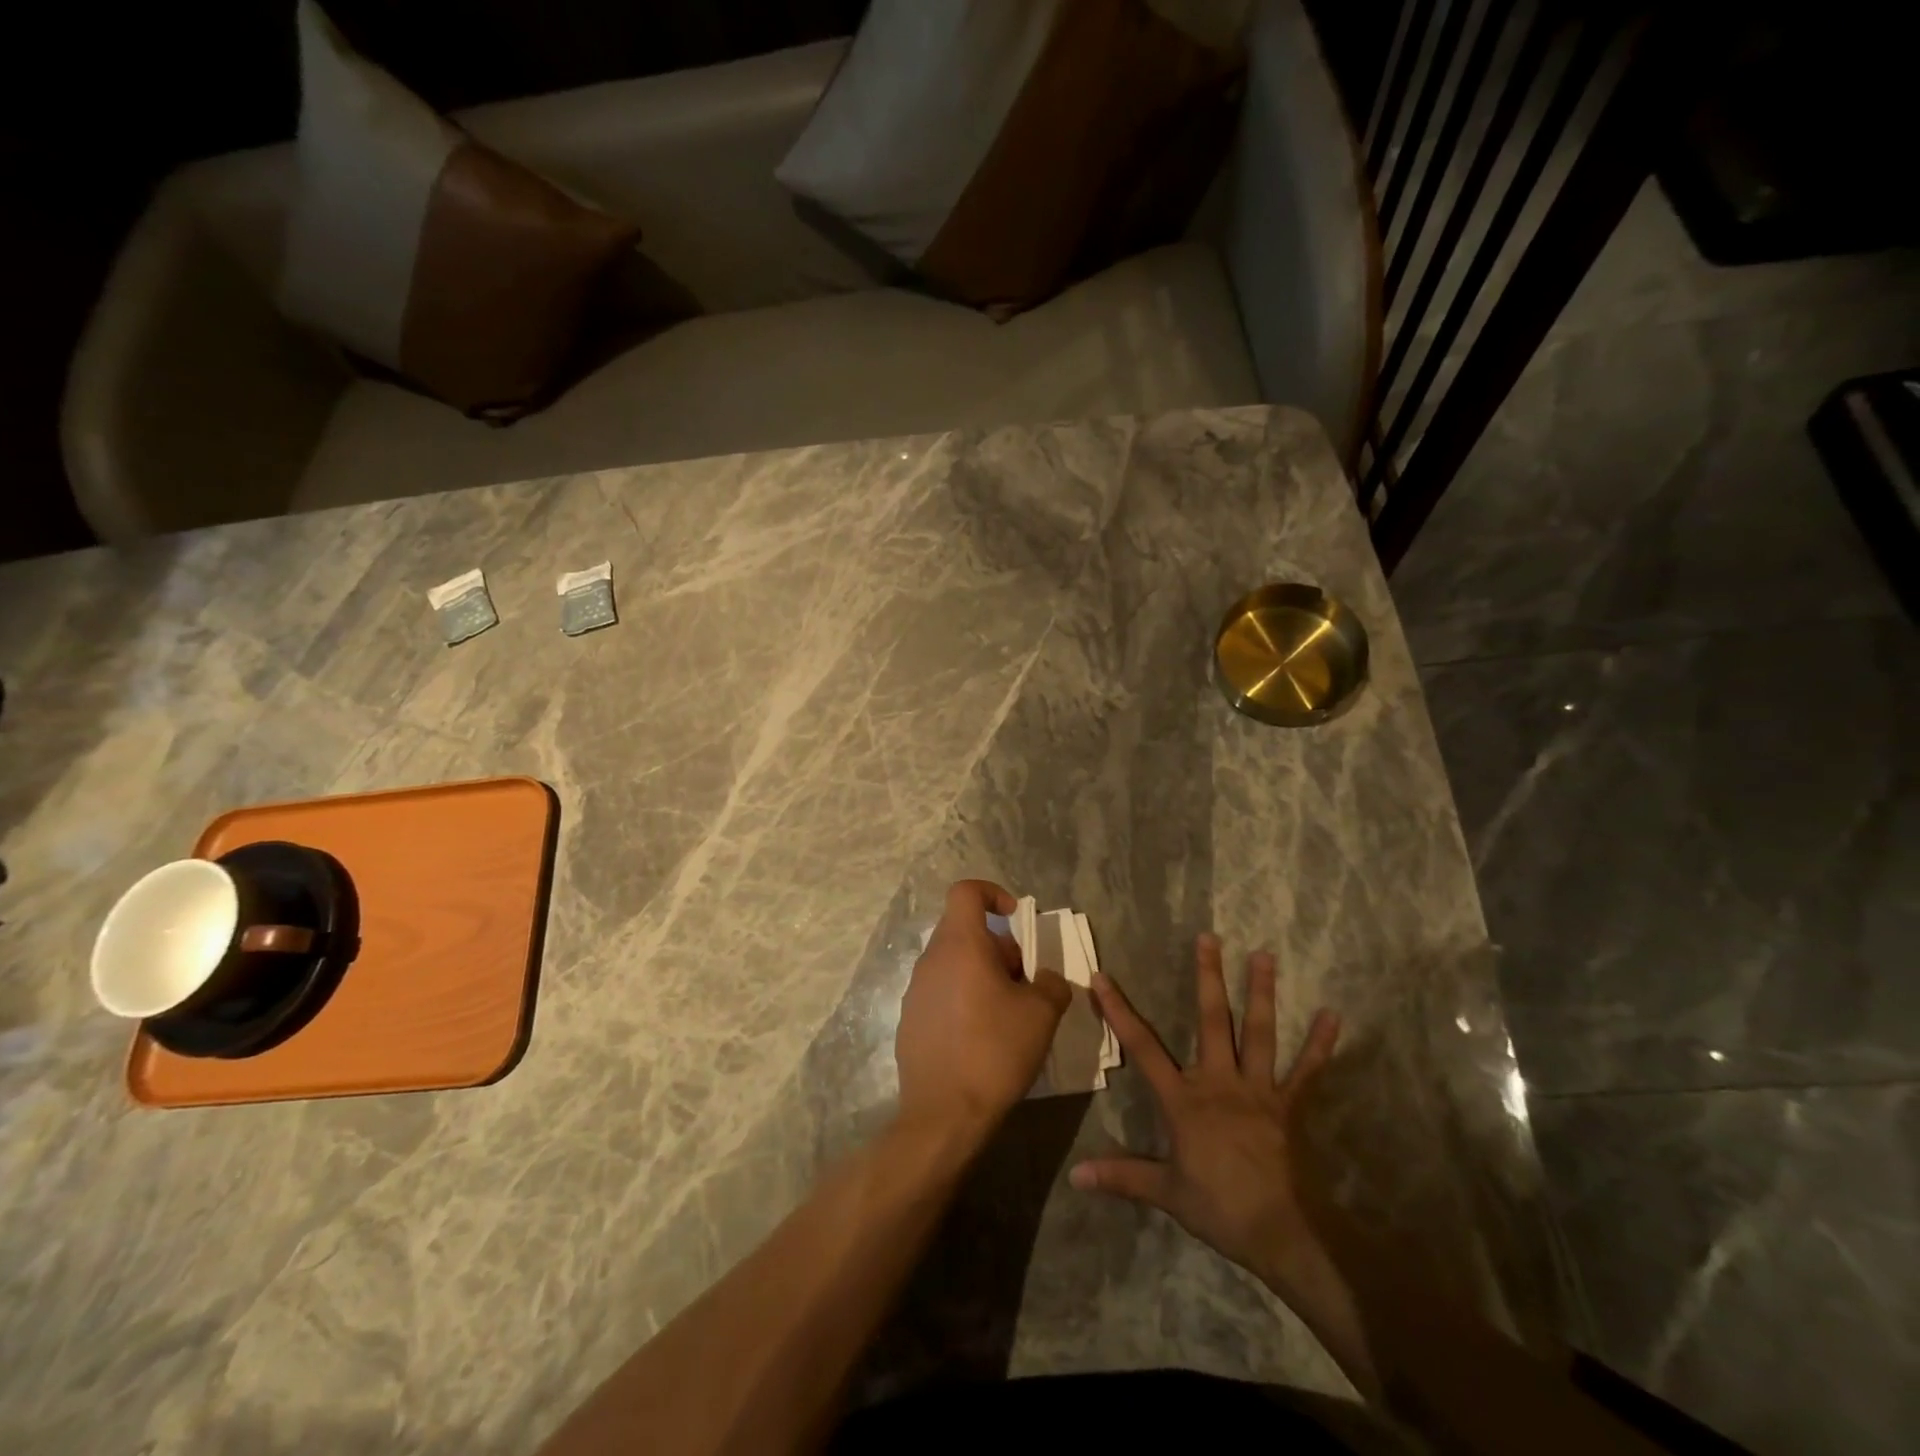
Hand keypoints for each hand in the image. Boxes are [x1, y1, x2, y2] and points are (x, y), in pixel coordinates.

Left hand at [895, 880, 1070, 1139]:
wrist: (944, 1114)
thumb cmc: (995, 1051)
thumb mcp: (1042, 1014)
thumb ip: (1052, 984)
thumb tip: (1048, 979)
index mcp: (960, 945)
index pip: (966, 892)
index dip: (993, 893)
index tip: (1016, 919)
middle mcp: (931, 959)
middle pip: (964, 930)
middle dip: (998, 947)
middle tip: (1024, 981)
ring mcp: (915, 991)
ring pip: (953, 963)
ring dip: (982, 974)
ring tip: (1007, 1012)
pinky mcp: (909, 1020)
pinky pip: (941, 992)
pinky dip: (963, 999)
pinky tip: (981, 1037)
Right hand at [1069, 934, 1341, 1302]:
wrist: (1282, 1233)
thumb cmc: (1219, 1208)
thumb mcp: (1165, 1192)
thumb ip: (1122, 1177)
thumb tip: (1076, 1176)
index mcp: (1184, 1099)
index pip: (1143, 1047)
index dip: (1119, 1011)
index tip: (1102, 978)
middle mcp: (1219, 1082)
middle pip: (1212, 1021)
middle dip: (1208, 977)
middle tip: (1209, 937)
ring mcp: (1258, 1090)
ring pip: (1259, 1032)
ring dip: (1261, 992)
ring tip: (1264, 955)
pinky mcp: (1288, 1105)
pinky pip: (1306, 1071)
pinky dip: (1319, 1044)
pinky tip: (1332, 1015)